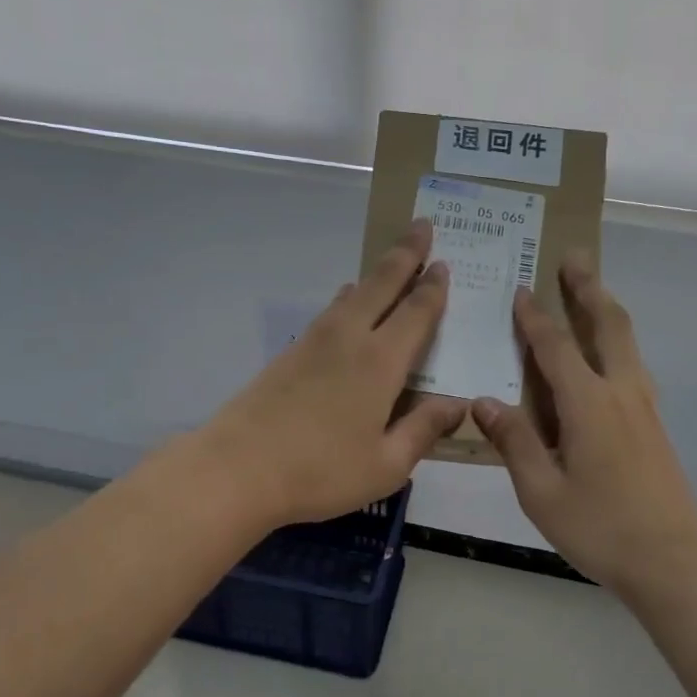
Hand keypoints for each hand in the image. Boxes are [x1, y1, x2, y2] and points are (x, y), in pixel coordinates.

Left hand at [198, 219, 466, 529]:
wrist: (237, 469)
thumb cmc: (320, 472)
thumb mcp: (386, 464)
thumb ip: (423, 429)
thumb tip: (458, 404)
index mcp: (380, 362)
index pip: (415, 312)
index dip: (433, 287)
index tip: (444, 262)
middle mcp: (349, 339)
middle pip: (381, 284)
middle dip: (405, 253)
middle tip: (422, 224)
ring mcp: (314, 342)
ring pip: (352, 293)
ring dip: (376, 274)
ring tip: (391, 262)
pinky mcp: (289, 354)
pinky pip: (329, 311)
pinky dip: (347, 298)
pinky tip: (346, 302)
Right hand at [472, 256, 696, 596]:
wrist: (675, 559)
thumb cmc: (601, 527)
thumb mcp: (541, 491)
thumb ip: (514, 441)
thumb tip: (482, 400)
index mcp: (588, 403)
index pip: (556, 347)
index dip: (535, 317)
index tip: (520, 288)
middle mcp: (620, 392)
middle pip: (607, 324)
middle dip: (588, 288)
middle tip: (574, 256)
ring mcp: (644, 407)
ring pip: (627, 341)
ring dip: (607, 309)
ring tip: (591, 291)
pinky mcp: (654, 424)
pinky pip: (632, 364)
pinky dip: (616, 341)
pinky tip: (606, 356)